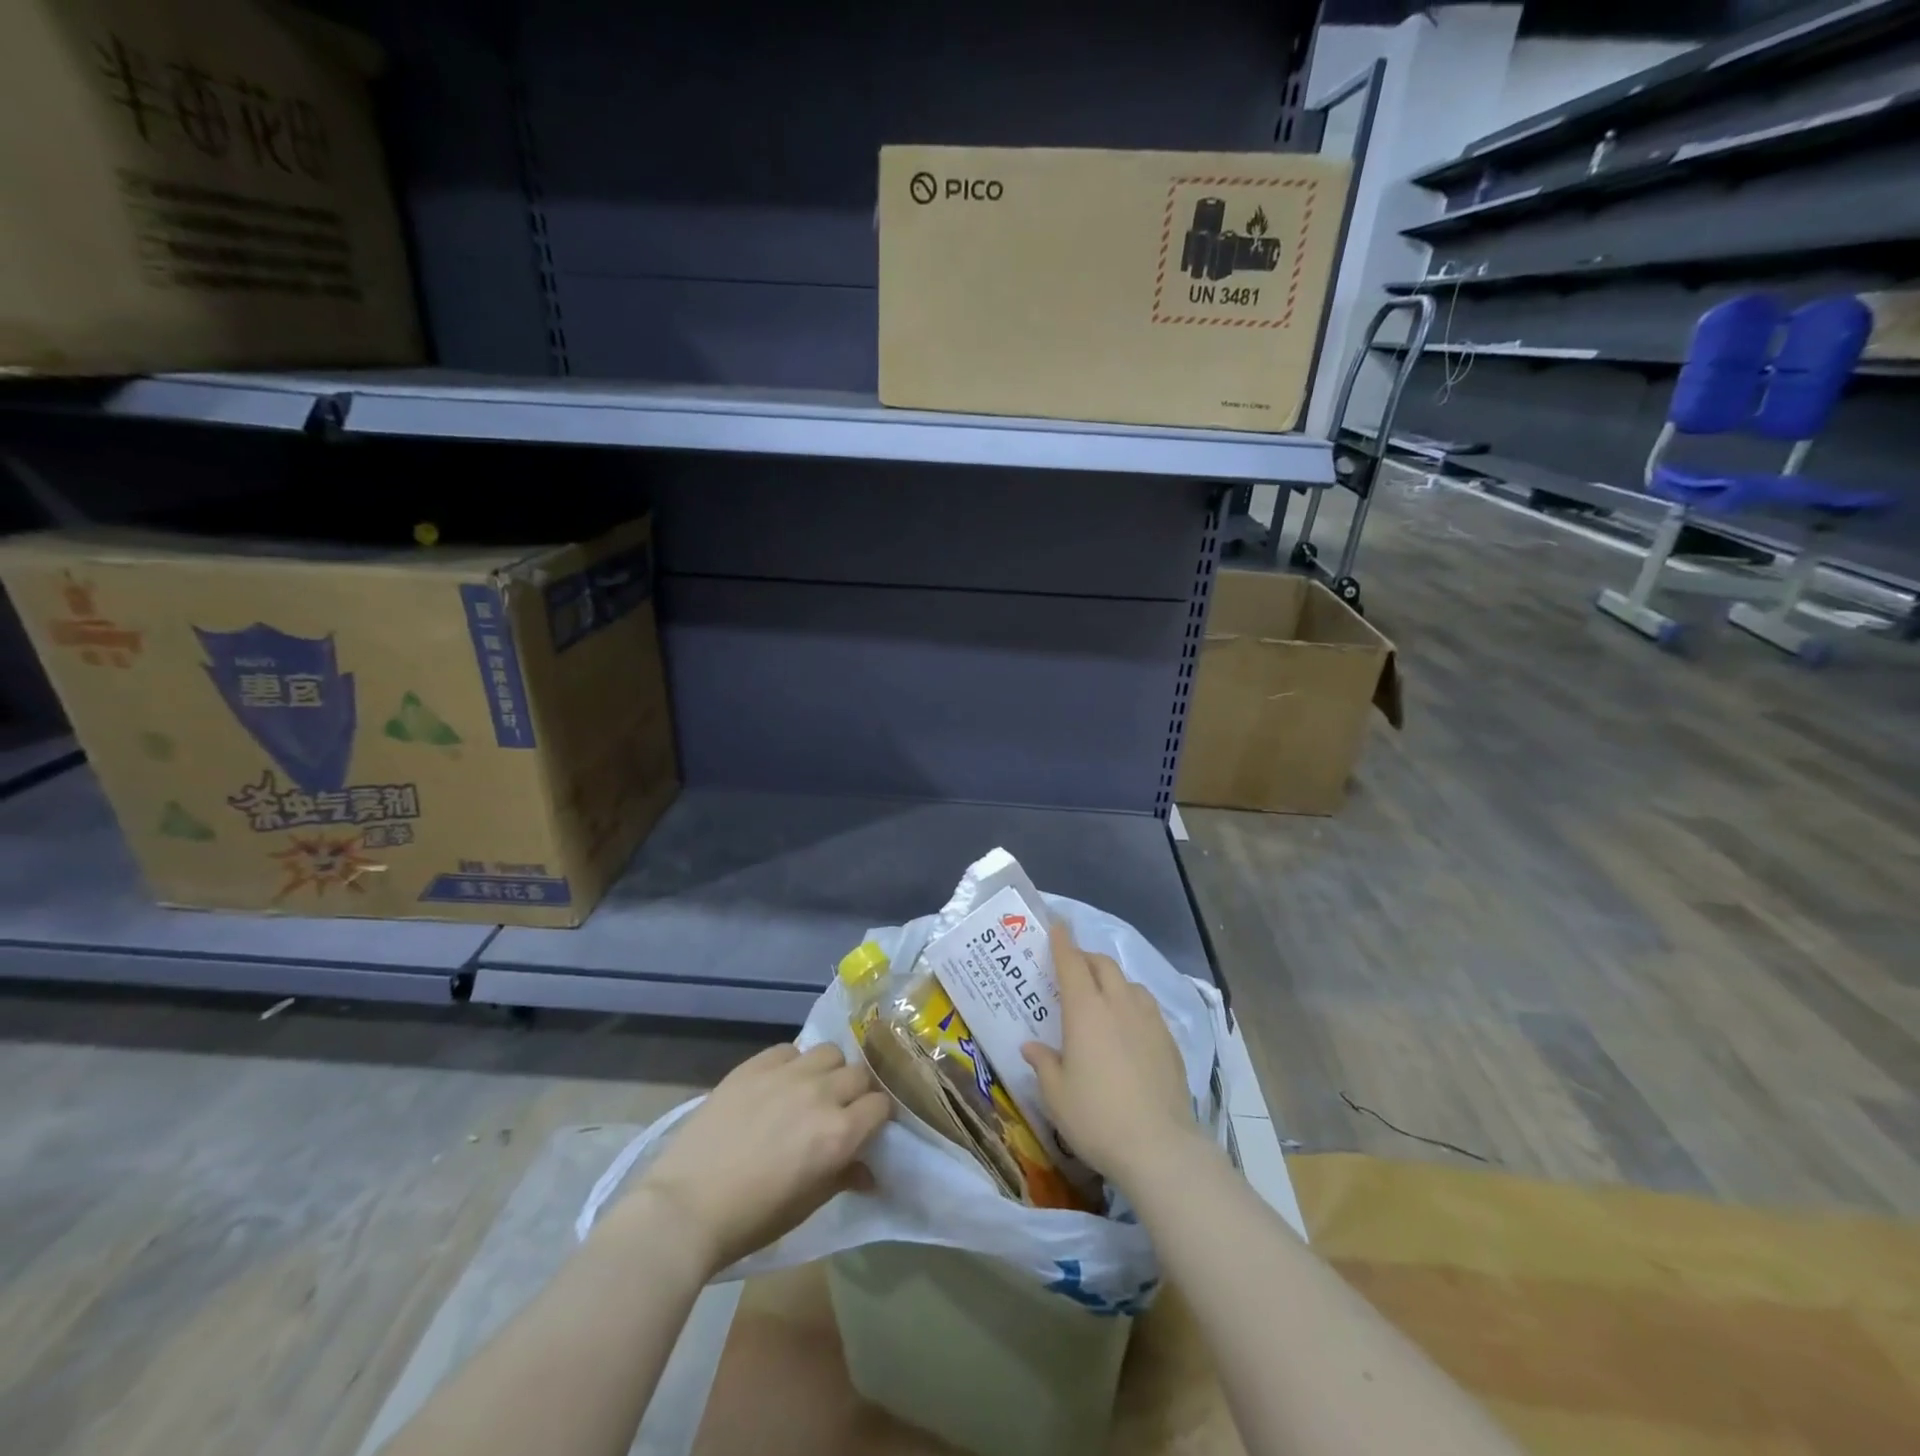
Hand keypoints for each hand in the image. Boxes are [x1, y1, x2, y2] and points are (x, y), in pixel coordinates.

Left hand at [616, 1043, 890, 1277]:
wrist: (685, 1206)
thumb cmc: (751, 1219)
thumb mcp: (806, 1205)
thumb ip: (843, 1177)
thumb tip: (869, 1171)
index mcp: (839, 1134)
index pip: (880, 1106)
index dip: (877, 1117)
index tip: (867, 1127)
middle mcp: (821, 1095)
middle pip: (859, 1074)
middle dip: (857, 1092)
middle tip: (841, 1110)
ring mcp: (787, 1074)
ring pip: (829, 1052)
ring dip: (829, 1070)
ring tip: (812, 1089)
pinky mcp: (755, 1064)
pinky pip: (790, 1049)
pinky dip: (793, 1062)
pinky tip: (779, 1083)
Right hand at [1021, 922, 1200, 1195]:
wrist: (1159, 1147)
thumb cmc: (1096, 1117)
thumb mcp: (1056, 1094)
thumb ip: (1043, 1063)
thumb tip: (1031, 1046)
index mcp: (1085, 1010)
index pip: (1072, 962)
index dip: (1062, 941)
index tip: (1057, 923)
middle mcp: (1118, 1004)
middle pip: (1103, 965)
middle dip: (1086, 957)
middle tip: (1073, 966)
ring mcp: (1149, 1020)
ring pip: (1129, 983)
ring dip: (1112, 979)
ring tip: (1102, 995)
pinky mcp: (1169, 1041)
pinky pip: (1147, 1006)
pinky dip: (1133, 1002)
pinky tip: (1129, 1026)